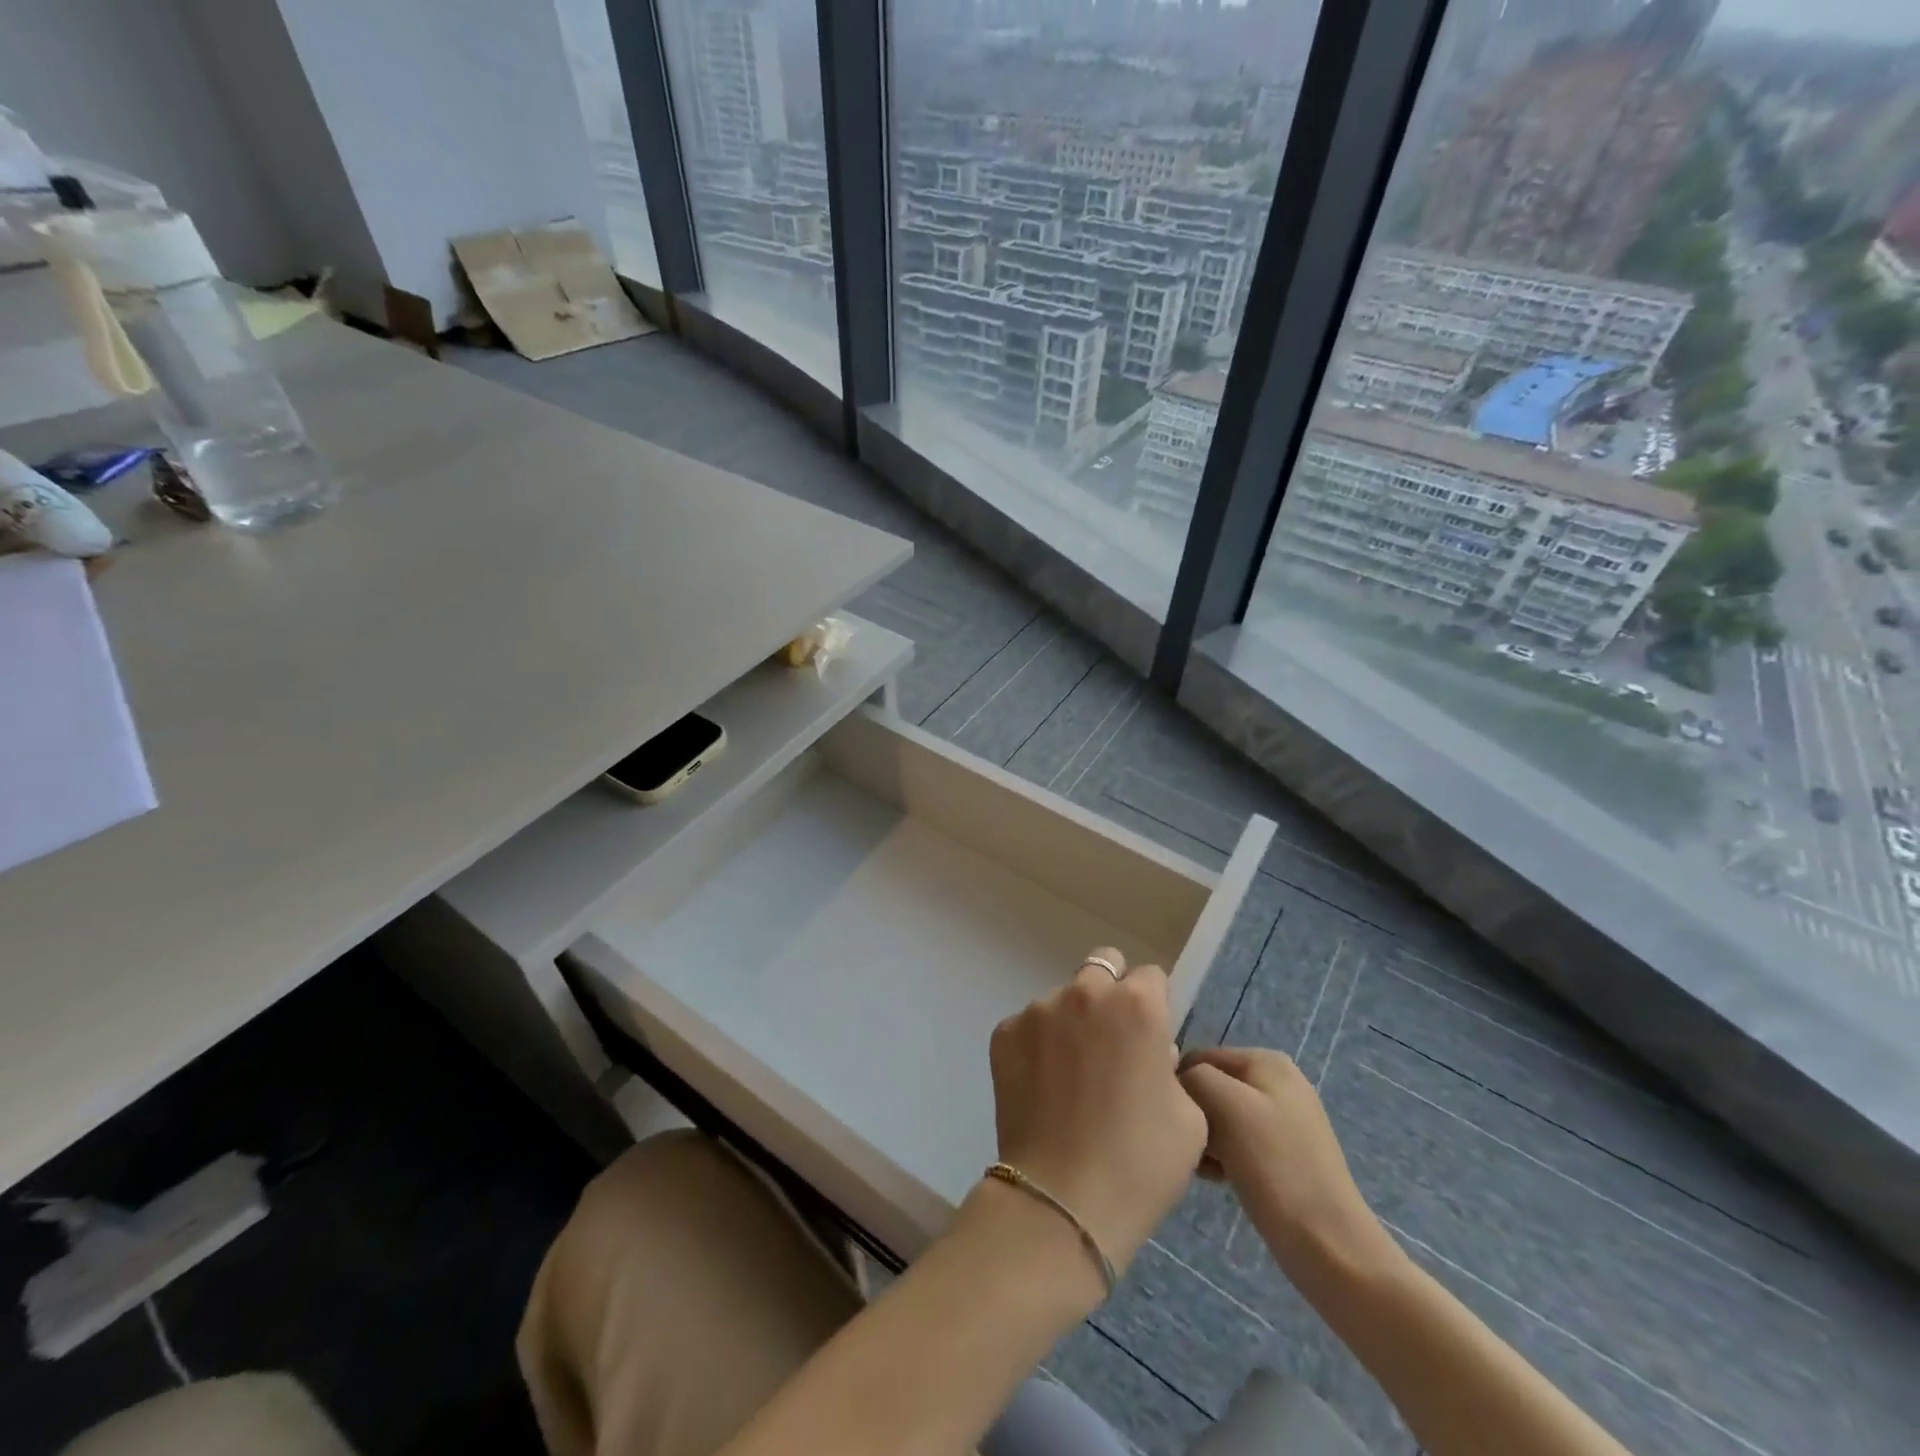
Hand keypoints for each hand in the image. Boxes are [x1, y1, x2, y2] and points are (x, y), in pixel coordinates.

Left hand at [989, 947, 1207, 1276]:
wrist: (1061, 1202)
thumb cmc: (1139, 1164)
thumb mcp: (1188, 1117)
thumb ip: (1170, 1068)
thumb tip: (1148, 1054)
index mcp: (1136, 1005)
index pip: (1149, 977)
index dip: (1154, 1005)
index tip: (1150, 1037)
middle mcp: (1085, 993)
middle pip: (1102, 970)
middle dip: (1110, 996)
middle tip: (1110, 1044)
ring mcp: (1038, 1010)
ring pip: (1062, 999)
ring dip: (1071, 1022)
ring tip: (1071, 1076)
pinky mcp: (1004, 1033)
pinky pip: (1029, 1026)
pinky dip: (1038, 1046)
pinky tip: (1043, 1089)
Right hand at [1177, 1047, 1394, 1279]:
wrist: (1328, 1245)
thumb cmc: (1274, 1167)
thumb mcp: (1226, 1104)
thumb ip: (1194, 1077)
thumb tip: (1180, 1083)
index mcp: (1266, 1061)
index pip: (1198, 1058)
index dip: (1179, 1086)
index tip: (1173, 1121)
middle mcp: (1277, 1082)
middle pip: (1210, 1087)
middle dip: (1194, 1115)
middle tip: (1190, 1148)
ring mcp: (1283, 1120)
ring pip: (1220, 1118)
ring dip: (1205, 1140)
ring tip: (1203, 1167)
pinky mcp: (1283, 1156)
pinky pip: (1237, 1144)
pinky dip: (1222, 1158)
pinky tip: (1218, 1179)